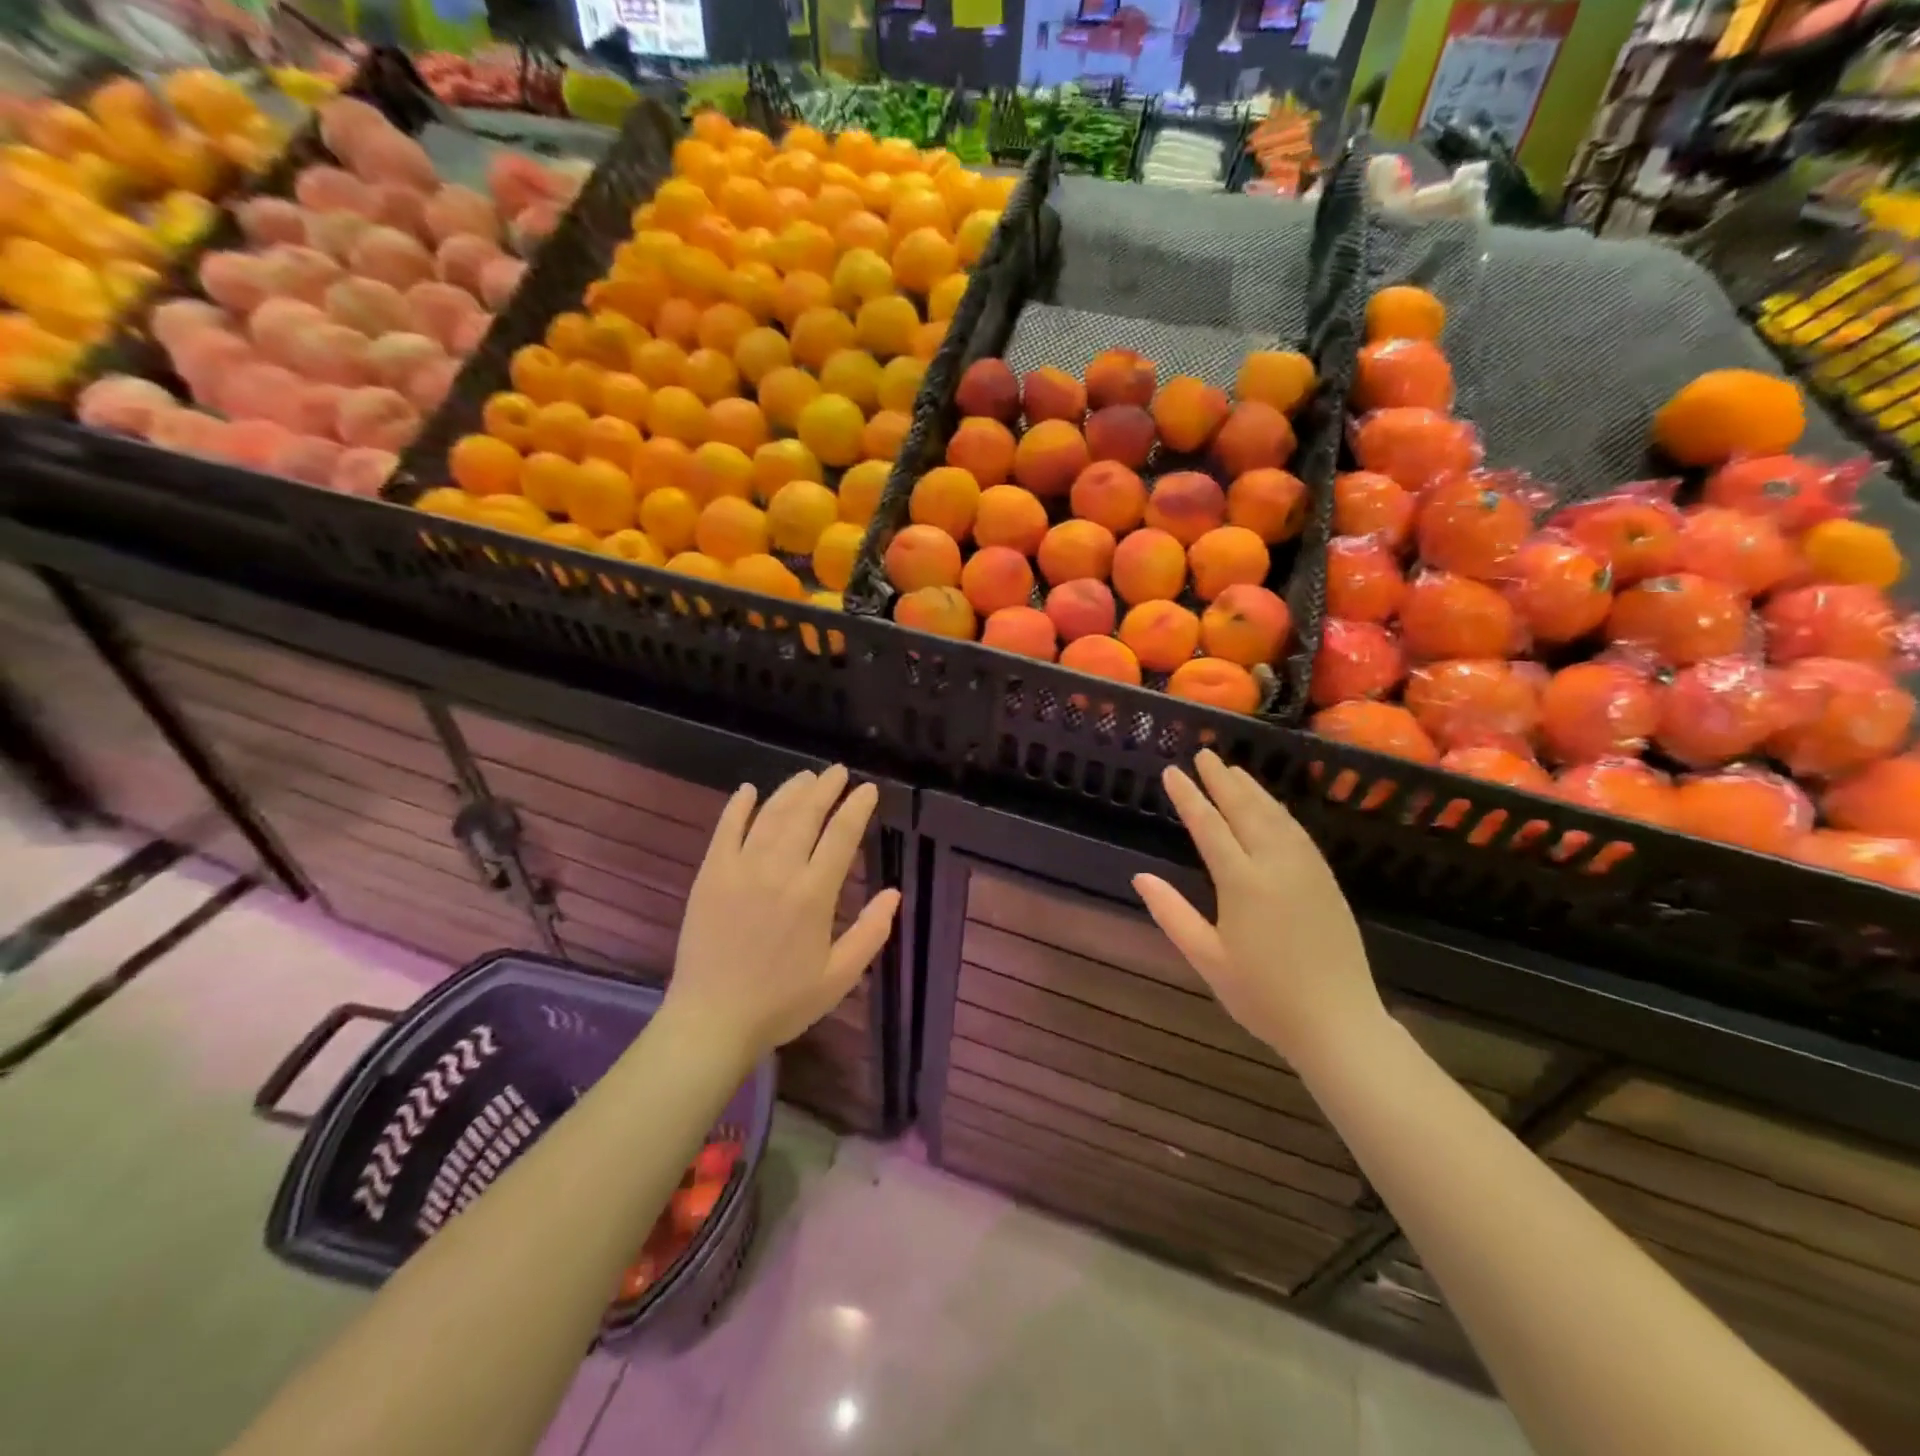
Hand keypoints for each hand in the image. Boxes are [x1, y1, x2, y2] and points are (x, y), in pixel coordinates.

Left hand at [661, 765, 899, 1063]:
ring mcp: (739, 869)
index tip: (868, 789)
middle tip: (837, 772)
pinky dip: (737, 807)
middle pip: (805, 816)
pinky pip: (725, 830)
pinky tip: (748, 791)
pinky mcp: (710, 875)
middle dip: (825, 789)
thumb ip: (871, 933)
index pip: (841, 836)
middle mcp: (778, 871)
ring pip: (769, 816)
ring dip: (790, 792)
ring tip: (805, 777)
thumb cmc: (782, 1003)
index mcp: (814, 895)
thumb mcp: (839, 977)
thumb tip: (893, 893)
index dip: (857, 808)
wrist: (712, 1020)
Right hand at [1133, 750, 1384, 1061]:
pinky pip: (1298, 832)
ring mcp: (1306, 870)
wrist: (1338, 1022)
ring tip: (1233, 770)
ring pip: (1275, 816)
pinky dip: (1279, 811)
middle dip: (1222, 780)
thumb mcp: (1208, 959)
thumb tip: (1140, 877)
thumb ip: (1172, 914)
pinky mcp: (1326, 880)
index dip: (1189, 797)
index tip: (1173, 772)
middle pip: (1245, 810)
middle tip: (1205, 754)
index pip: (1210, 827)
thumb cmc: (1263, 996)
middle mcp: (1276, 865)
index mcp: (1243, 883)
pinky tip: (1271, 807)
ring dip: (1252, 790)